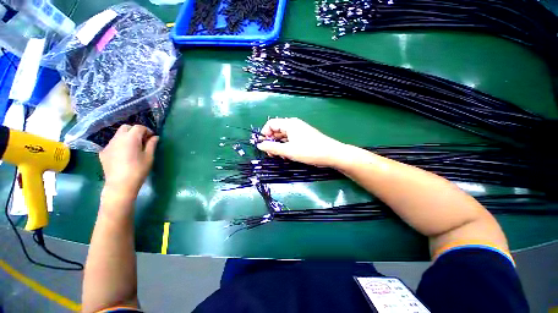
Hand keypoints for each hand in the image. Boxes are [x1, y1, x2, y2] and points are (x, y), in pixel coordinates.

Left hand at [99, 125, 158, 200]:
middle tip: (143, 140)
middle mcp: (117, 138)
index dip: (147, 130)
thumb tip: (155, 137)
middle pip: (126, 128)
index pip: (138, 127)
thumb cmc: (138, 170)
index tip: (152, 138)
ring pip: (118, 135)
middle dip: (135, 131)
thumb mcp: (149, 157)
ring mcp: (108, 145)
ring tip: (133, 148)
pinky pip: (113, 144)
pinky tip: (124, 155)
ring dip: (127, 137)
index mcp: (130, 138)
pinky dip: (120, 145)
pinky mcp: (103, 153)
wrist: (120, 185)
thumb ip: (151, 144)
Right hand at [256, 118, 347, 166]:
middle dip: (271, 142)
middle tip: (271, 154)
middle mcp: (293, 125)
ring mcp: (299, 131)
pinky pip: (290, 140)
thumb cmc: (309, 151)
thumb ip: (272, 148)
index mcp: (289, 123)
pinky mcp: (303, 137)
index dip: (264, 134)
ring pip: (283, 137)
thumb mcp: (288, 150)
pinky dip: (286, 147)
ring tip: (280, 157)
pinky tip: (288, 155)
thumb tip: (259, 145)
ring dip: (279, 146)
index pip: (271, 124)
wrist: (331, 154)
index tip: (263, 146)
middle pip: (277, 130)